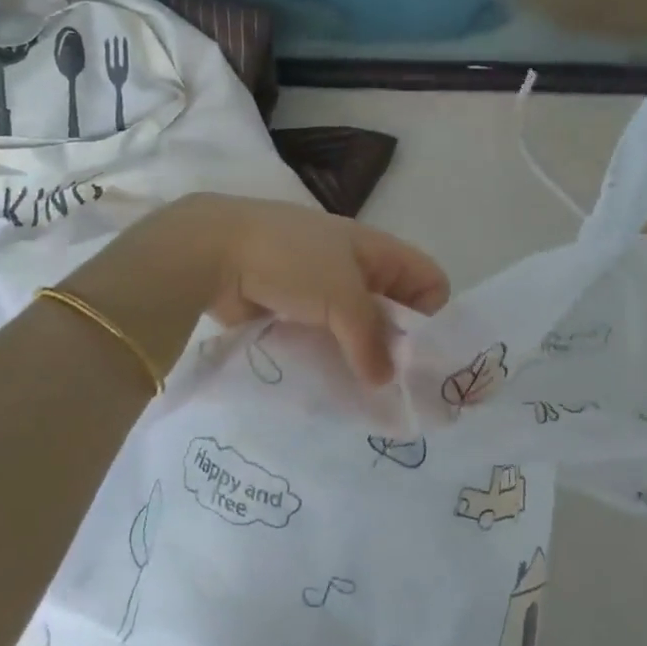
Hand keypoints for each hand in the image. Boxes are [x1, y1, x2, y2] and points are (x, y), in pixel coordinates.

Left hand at [75, 194, 450, 386]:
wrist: (214, 250)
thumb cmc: (291, 260)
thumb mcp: (342, 296)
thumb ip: (370, 339)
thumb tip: (385, 379)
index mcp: (375, 250)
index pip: (427, 278)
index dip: (432, 314)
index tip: (421, 356)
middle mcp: (354, 267)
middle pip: (393, 307)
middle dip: (397, 345)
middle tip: (395, 389)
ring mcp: (321, 288)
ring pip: (356, 327)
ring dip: (361, 357)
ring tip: (362, 395)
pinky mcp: (292, 308)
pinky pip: (324, 337)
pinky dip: (329, 357)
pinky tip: (329, 385)